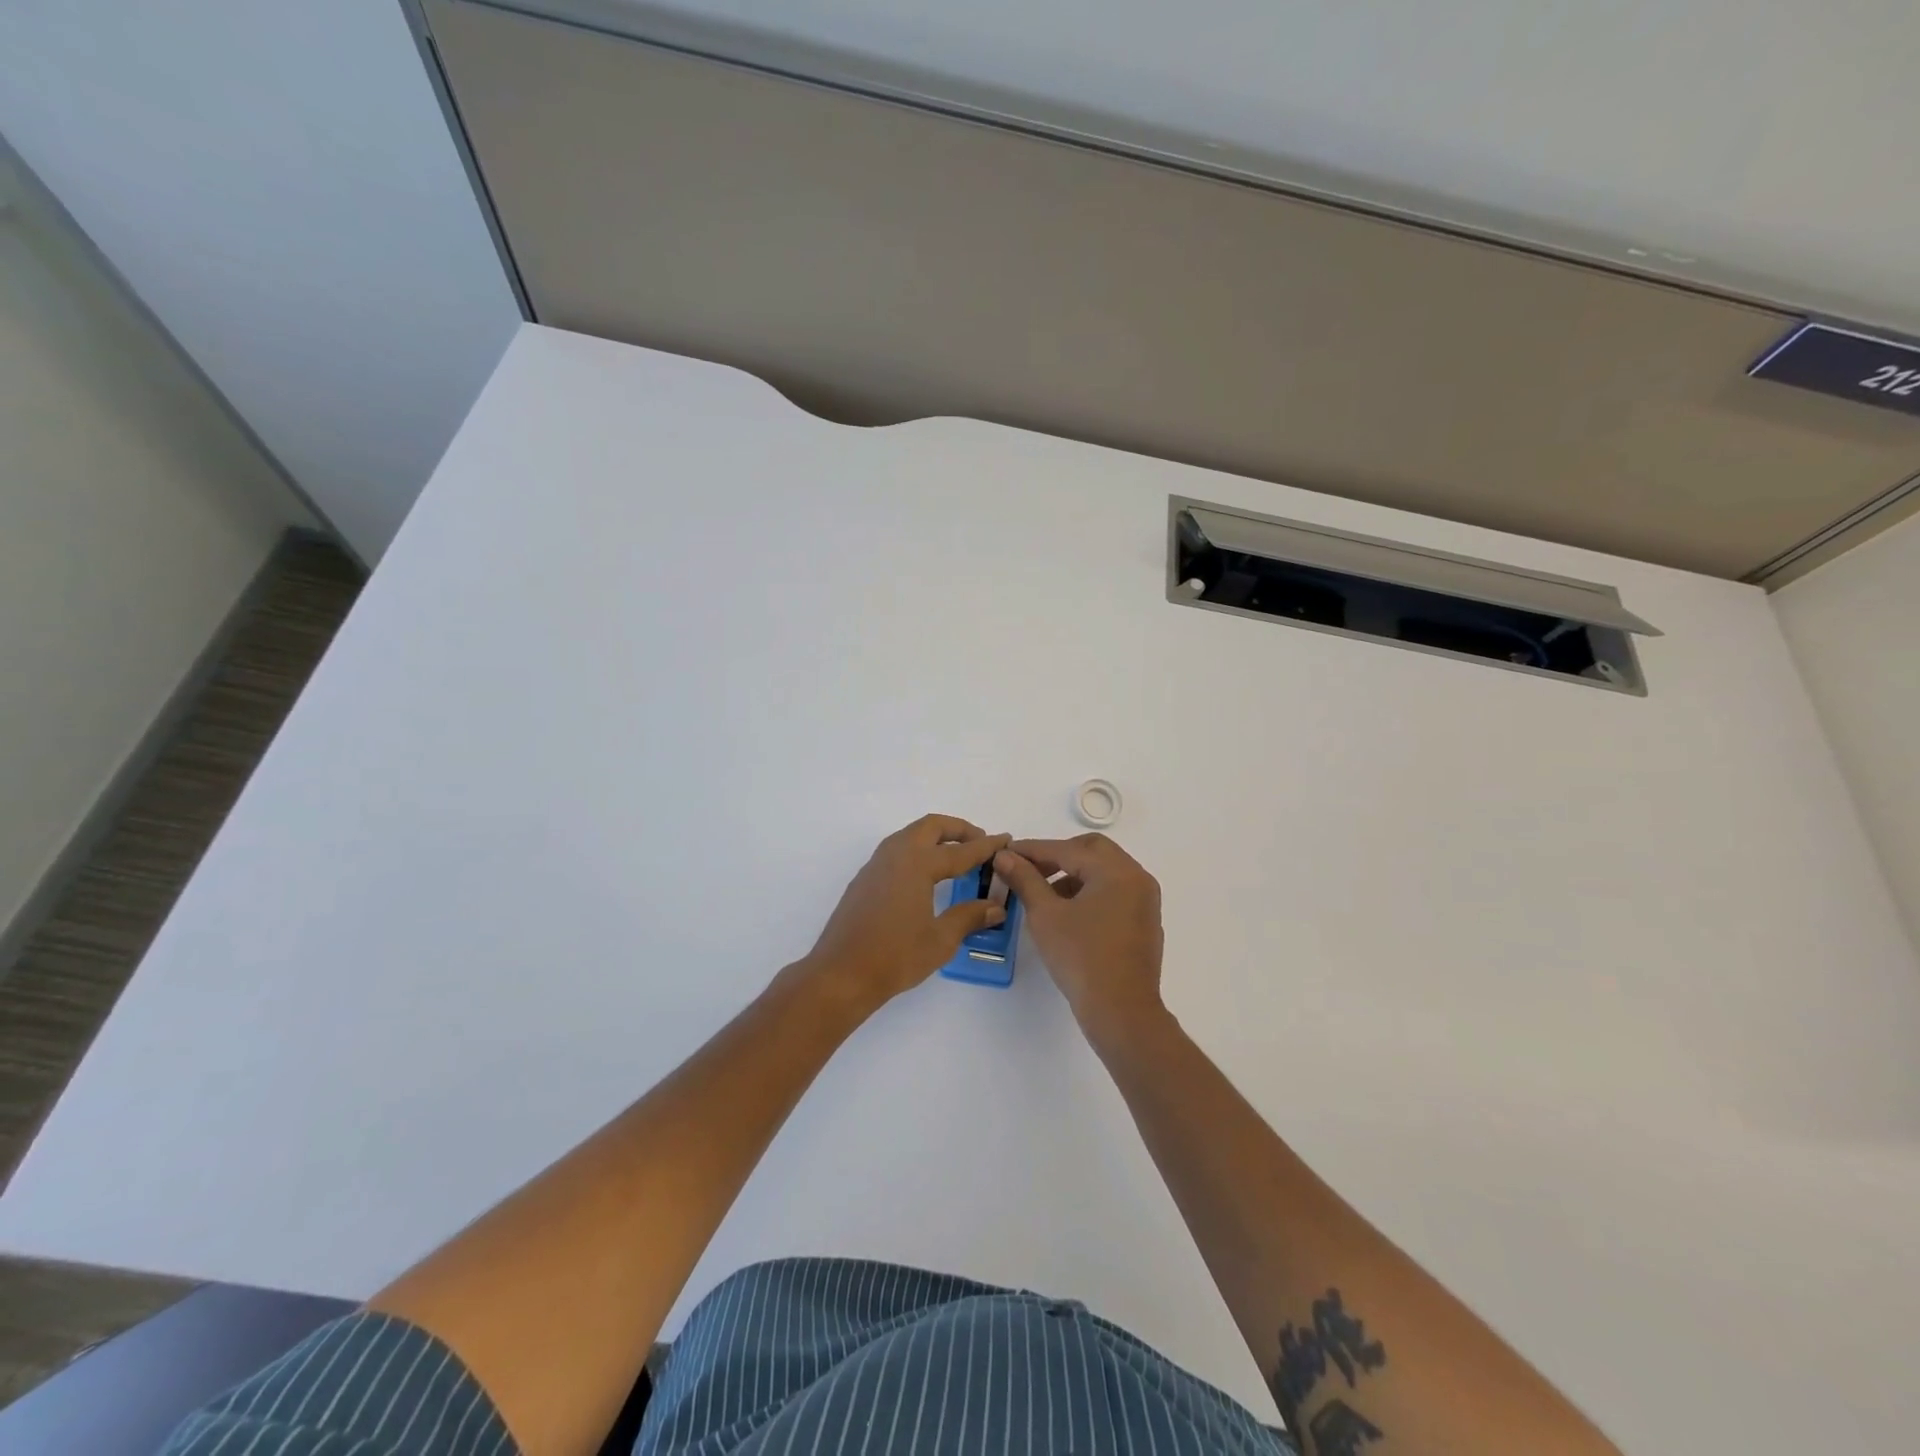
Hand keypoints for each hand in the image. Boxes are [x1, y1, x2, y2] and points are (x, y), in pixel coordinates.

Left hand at [803, 815, 1010, 1013]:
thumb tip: (995, 907)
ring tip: (956, 857)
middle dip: (958, 830)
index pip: (960, 851)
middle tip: (979, 842)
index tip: (1005, 839)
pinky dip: (918, 851)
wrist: (841, 974)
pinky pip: (897, 851)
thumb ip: (969, 917)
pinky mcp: (865, 879)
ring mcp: (876, 865)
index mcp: (917, 864)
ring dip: (935, 838)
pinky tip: (926, 876)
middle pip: (931, 827)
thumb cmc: (895, 956)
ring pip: (910, 835)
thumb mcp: (940, 940)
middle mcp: (896, 855)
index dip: (986, 846)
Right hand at [993, 834, 1166, 1043]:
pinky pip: (1115, 891)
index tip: (1006, 852)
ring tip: (1045, 894)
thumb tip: (1004, 856)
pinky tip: (1069, 912)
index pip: (1067, 849)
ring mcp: (1145, 900)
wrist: (1122, 1012)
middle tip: (1029, 869)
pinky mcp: (1145, 921)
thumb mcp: (1045, 915)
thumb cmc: (1081, 958)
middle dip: (1058, 855)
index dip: (1033, 850)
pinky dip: (1091, 891)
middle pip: (1092, 851)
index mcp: (1116, 871)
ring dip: (1074, 873)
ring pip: (1105, 871)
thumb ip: (1024, 879)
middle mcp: (1136, 877)